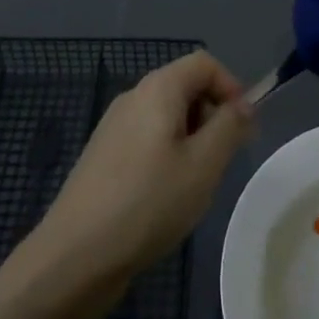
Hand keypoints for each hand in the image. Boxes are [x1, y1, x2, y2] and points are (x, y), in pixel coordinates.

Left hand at [34, 51, 253, 285]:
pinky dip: (168, 155)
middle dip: (212, 115)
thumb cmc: (148, 202)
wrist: (75, 255)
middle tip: (222, 161)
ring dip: (192, 139)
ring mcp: (114, 126)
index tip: (243, 129)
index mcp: (158, 88)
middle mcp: (133, 96)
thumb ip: (230, 127)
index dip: (231, 87)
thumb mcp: (203, 165)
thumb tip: (244, 105)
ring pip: (167, 116)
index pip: (205, 63)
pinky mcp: (105, 155)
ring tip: (195, 184)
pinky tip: (165, 197)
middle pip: (185, 86)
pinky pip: (148, 138)